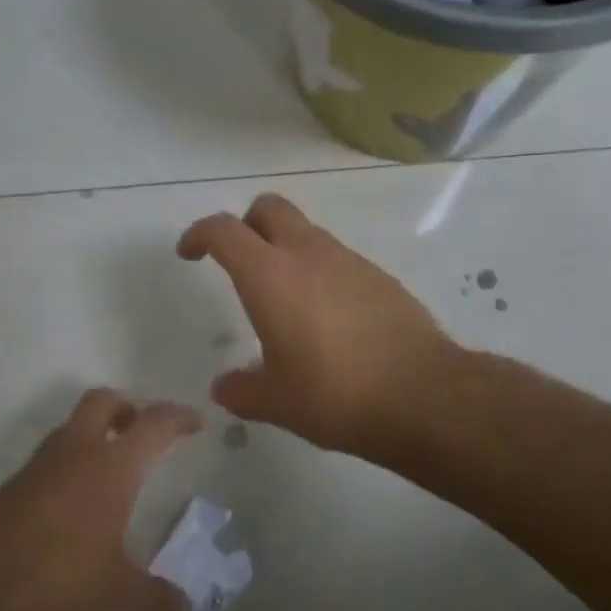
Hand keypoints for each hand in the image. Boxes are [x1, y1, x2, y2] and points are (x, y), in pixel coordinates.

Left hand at [0, 389, 200, 610]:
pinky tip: (72, 507)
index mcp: (112, 465)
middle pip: (104, 401)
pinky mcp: (11, 487)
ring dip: (94, 435)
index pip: (154, 423)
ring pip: (72, 427)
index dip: (178, 417)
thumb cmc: (61, 581)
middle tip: (142, 433)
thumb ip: (156, 598)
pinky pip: (49, 460)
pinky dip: (68, 466)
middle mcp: (77, 451)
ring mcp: (39, 465)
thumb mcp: (117, 593)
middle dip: (127, 408)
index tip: (195, 423)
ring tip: (109, 473)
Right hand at [177, 194, 461, 453]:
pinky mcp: (378, 274)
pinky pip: (337, 257)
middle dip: (247, 224)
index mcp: (270, 275)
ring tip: (286, 300)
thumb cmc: (335, 394)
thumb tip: (223, 388)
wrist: (421, 394)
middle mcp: (307, 253)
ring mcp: (348, 259)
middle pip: (269, 207)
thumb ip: (242, 391)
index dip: (199, 234)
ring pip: (306, 231)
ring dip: (286, 248)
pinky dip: (320, 270)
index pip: (224, 230)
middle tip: (240, 262)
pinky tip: (328, 317)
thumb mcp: (277, 402)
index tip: (189, 253)